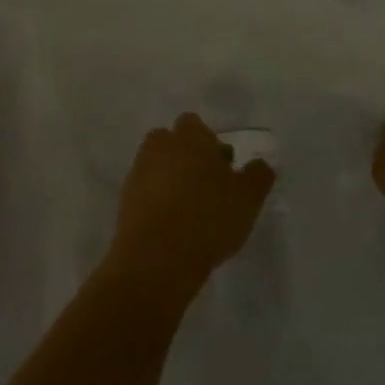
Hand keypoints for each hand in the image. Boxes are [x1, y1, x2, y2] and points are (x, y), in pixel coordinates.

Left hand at [107, 113, 275, 300]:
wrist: (157, 260)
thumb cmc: (209, 219)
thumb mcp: (249, 198)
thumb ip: (258, 175)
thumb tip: (260, 164)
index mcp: (190, 137)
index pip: (194, 124)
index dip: (209, 143)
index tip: (222, 168)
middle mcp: (160, 147)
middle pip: (171, 143)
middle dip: (186, 158)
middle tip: (207, 187)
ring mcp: (138, 174)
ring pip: (157, 167)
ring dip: (170, 180)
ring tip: (190, 211)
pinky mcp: (124, 202)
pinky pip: (144, 193)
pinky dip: (156, 203)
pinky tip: (172, 227)